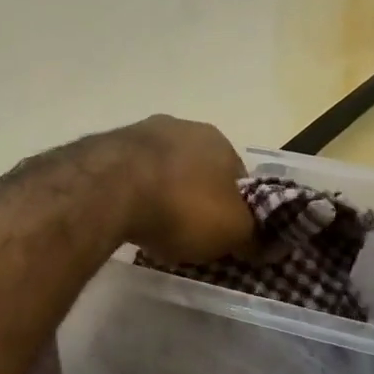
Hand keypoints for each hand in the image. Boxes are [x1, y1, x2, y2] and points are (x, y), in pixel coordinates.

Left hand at [112, 115, 254, 263]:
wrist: (109, 190)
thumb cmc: (182, 207)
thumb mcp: (232, 232)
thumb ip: (253, 237)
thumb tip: (267, 246)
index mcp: (219, 140)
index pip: (238, 177)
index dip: (236, 209)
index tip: (225, 235)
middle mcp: (182, 127)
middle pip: (197, 170)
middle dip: (196, 198)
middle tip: (189, 232)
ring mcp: (140, 132)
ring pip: (161, 170)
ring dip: (161, 194)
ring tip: (153, 228)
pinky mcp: (106, 147)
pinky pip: (130, 176)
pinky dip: (132, 194)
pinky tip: (127, 217)